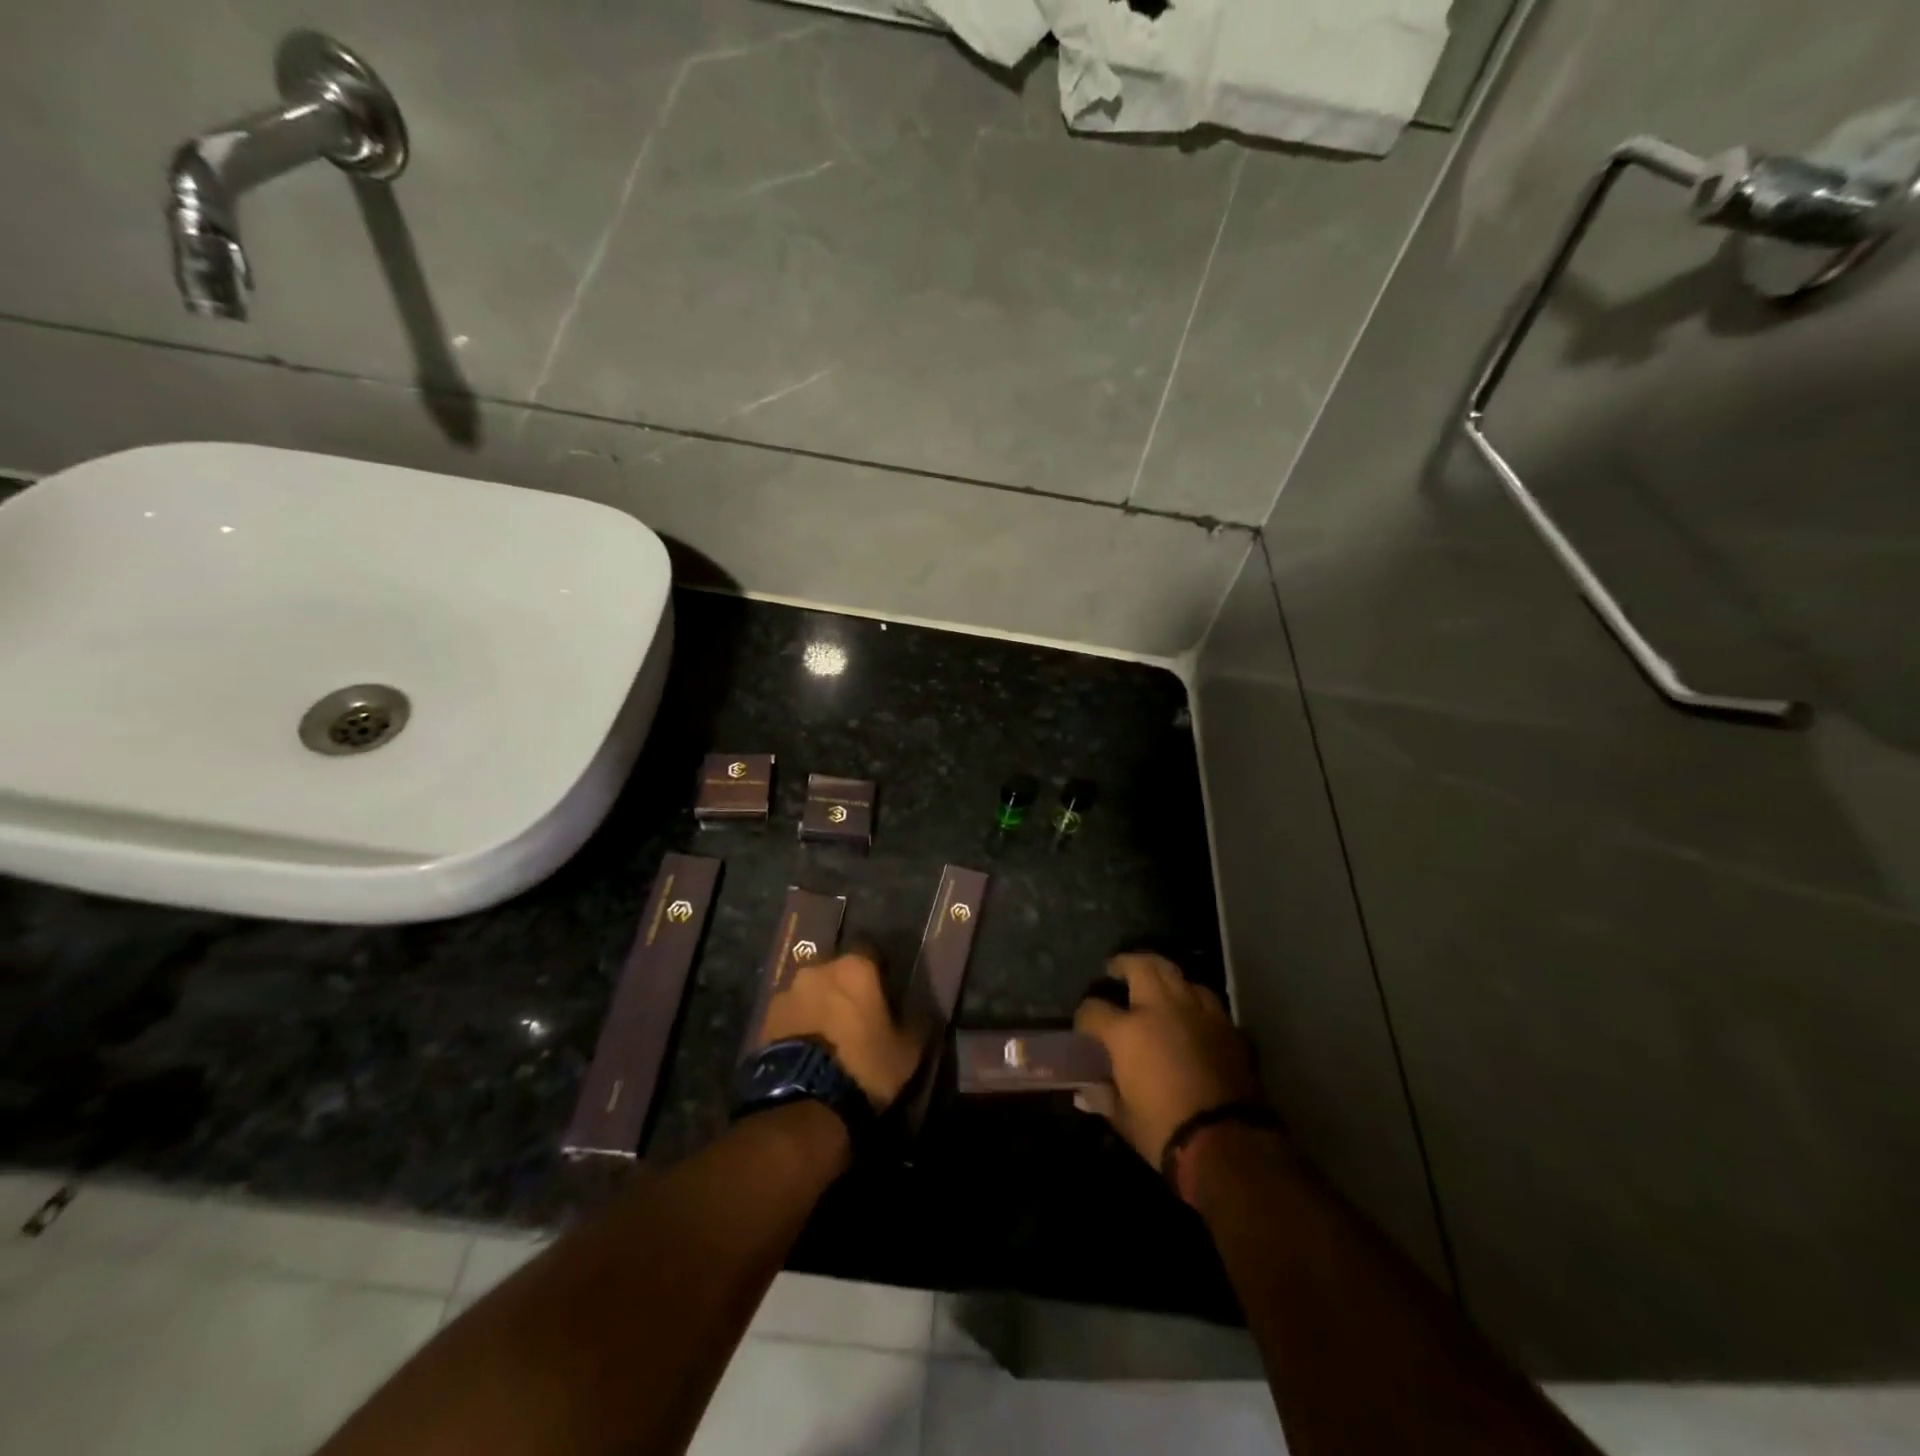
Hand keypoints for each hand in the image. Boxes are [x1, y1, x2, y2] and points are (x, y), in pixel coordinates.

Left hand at [759, 951, 924, 1111]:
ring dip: (819, 1006)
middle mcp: (818, 969)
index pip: (872, 953)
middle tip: (855, 1019)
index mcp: (856, 967)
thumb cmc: (864, 1066)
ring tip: (827, 1039)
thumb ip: (917, 1022)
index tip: (884, 997)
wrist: (804, 1102)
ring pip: (810, 992)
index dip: (879, 974)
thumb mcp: (907, 1051)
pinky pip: (790, 1014)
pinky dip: (798, 1025)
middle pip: (836, 971)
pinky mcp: (765, 1018)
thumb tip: (923, 1009)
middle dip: (844, 989)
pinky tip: (807, 1051)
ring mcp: (787, 992)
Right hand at [1073, 952, 1263, 1167]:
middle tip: (1117, 969)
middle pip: (1140, 966)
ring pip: (1175, 973)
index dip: (1085, 1017)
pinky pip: (1204, 996)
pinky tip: (1188, 1009)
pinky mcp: (1225, 1024)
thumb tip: (1088, 1092)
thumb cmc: (1165, 1131)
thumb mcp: (1124, 1119)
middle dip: (1124, 964)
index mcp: (1127, 1031)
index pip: (1094, 1009)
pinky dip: (1191, 996)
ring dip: (1160, 974)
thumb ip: (1104, 1097)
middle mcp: (1160, 1009)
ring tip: (1154, 983)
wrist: (1228, 1142)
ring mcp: (1196, 1011)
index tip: (1085, 1027)